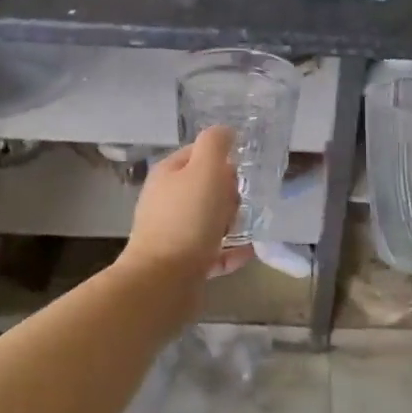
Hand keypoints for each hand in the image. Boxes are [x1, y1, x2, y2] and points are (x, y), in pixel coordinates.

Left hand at [123, 126, 243, 279]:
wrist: (163, 281)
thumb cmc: (187, 219)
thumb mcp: (205, 170)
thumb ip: (215, 145)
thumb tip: (225, 131)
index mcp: (168, 174)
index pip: (198, 154)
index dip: (222, 160)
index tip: (241, 174)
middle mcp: (166, 201)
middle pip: (206, 188)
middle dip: (229, 194)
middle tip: (239, 205)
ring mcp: (172, 233)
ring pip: (209, 220)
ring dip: (232, 223)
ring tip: (248, 229)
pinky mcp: (181, 262)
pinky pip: (212, 251)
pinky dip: (230, 251)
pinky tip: (247, 253)